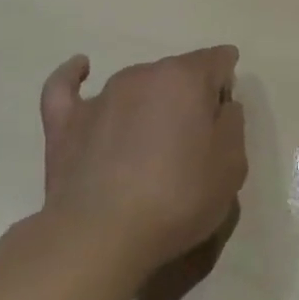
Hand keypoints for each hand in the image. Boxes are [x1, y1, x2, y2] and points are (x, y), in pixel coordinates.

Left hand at [36, 46, 247, 281]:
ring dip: (148, 102)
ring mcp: (101, 97)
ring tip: (150, 143)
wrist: (101, 239)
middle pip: (177, 73)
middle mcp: (144, 75)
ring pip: (135, 85)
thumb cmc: (178, 198)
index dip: (227, 82)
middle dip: (188, 96)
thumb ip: (233, 123)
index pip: (218, 60)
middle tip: (193, 140)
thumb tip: (220, 106)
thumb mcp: (232, 164)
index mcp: (186, 78)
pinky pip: (66, 87)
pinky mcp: (65, 124)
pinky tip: (80, 69)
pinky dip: (74, 76)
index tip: (226, 115)